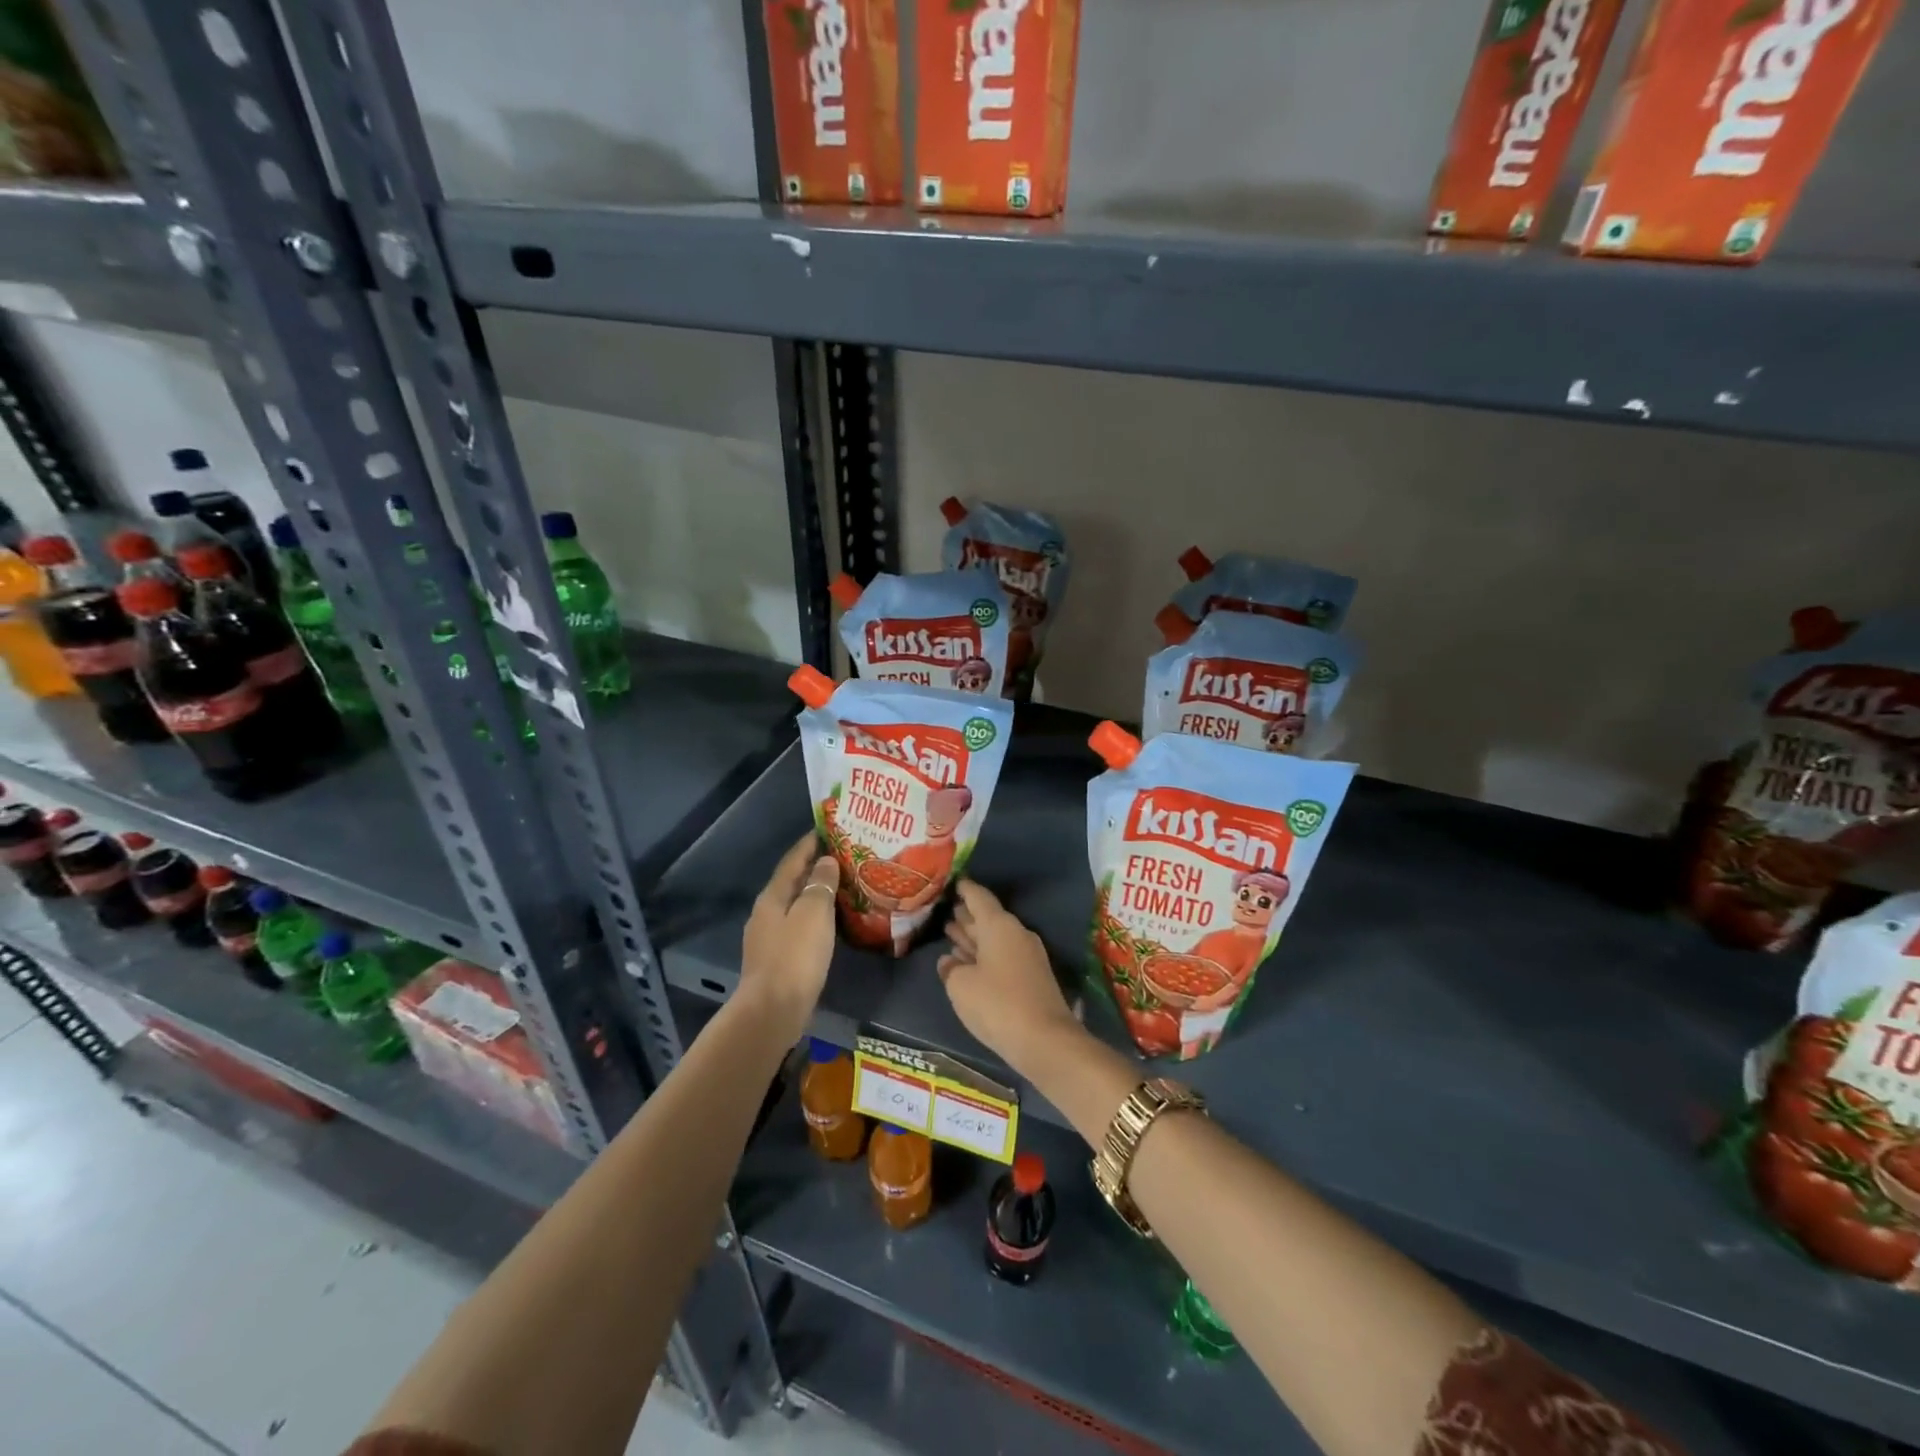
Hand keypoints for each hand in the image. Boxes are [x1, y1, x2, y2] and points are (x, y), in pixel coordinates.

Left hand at [738, 834, 839, 1040]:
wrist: (773, 1011)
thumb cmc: (795, 957)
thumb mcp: (813, 914)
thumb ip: (820, 885)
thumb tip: (825, 862)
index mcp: (772, 897)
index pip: (792, 861)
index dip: (808, 844)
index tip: (827, 829)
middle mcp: (766, 913)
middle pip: (791, 882)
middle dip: (813, 868)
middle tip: (841, 857)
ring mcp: (768, 938)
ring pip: (794, 905)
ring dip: (814, 893)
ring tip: (841, 886)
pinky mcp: (777, 959)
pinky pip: (798, 926)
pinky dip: (814, 917)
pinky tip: (830, 922)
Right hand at [937, 880, 1080, 1074]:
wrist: (1045, 1040)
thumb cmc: (997, 1004)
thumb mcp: (961, 986)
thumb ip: (950, 969)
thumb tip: (949, 962)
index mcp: (999, 926)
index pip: (979, 897)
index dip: (965, 889)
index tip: (953, 882)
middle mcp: (1016, 934)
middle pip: (988, 918)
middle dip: (967, 915)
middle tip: (946, 910)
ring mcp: (1027, 956)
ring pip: (995, 939)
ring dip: (974, 937)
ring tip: (951, 932)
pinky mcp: (1031, 978)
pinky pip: (1002, 957)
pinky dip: (984, 955)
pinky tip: (968, 963)